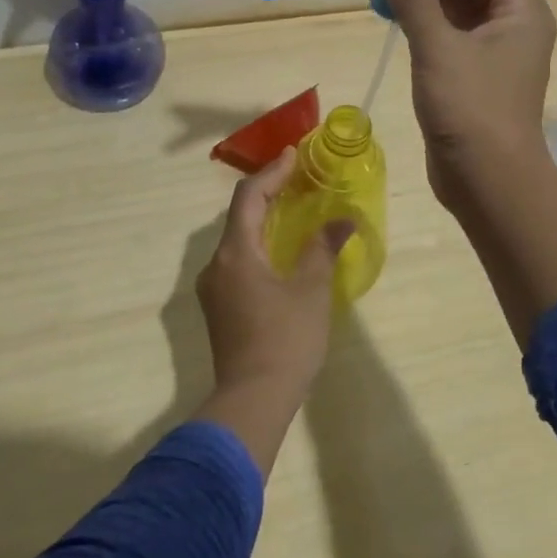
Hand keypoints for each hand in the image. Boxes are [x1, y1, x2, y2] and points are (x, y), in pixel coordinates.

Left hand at [196, 149, 352, 401]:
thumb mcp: (311, 290)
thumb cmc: (285, 340)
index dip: (272, 172)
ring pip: (237, 240)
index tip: (294, 155)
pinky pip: (237, 262)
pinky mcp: (219, 308)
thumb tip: (343, 220)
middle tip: (298, 179)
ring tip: (293, 210)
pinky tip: (280, 252)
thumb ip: (323, 248)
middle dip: (268, 193)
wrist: (252, 401)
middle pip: (239, 215)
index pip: (249, 197)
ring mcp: (213, 289)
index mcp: (236, 253)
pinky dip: (258, 245)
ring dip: (263, 220)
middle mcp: (216, 265)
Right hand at [376, 0, 556, 216]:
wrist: (489, 180)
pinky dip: (429, 7)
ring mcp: (496, 45)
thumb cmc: (473, 111)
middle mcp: (515, 19)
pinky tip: (397, 1)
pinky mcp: (476, 66)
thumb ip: (415, 2)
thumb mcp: (440, 50)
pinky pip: (454, 22)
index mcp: (522, 7)